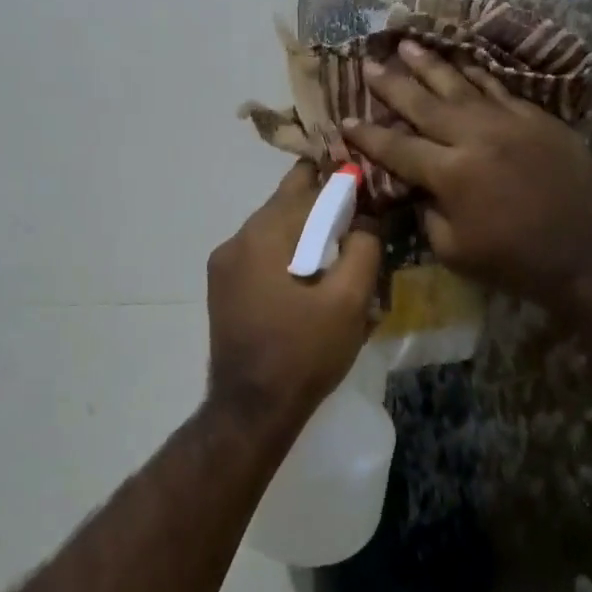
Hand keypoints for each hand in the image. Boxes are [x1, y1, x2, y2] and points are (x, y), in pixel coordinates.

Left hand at [205, 164, 381, 436]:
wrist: (253, 410)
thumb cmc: (305, 353)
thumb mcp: (349, 301)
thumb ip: (364, 248)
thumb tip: (367, 218)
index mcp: (263, 236)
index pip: (306, 185)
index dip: (340, 181)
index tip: (368, 187)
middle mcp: (235, 240)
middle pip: (286, 204)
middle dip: (324, 206)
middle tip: (360, 219)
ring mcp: (223, 265)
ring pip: (273, 229)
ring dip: (306, 232)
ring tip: (339, 250)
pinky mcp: (223, 288)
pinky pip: (261, 253)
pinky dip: (288, 252)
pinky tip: (311, 276)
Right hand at [341, 40, 591, 310]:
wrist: (589, 254)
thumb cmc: (516, 262)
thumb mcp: (454, 250)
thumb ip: (427, 212)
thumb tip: (415, 185)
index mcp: (450, 173)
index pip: (397, 147)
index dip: (368, 135)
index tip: (345, 120)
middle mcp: (475, 136)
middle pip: (424, 103)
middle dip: (392, 84)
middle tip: (369, 63)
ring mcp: (510, 121)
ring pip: (461, 84)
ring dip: (431, 65)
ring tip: (407, 44)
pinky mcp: (538, 118)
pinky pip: (499, 88)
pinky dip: (477, 74)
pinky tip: (463, 62)